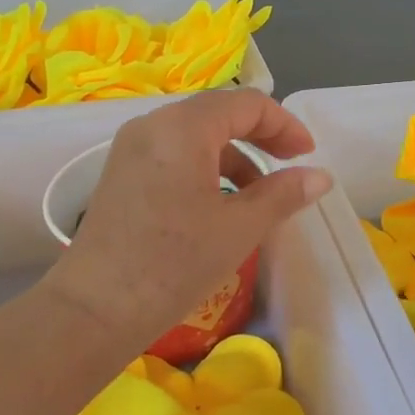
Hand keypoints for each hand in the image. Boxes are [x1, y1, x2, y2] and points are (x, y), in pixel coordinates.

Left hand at [42, 88, 333, 346]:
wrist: (93, 310)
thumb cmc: (173, 264)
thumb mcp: (238, 228)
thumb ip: (282, 194)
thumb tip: (320, 177)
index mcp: (183, 127)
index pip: (246, 104)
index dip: (284, 124)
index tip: (308, 155)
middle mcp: (153, 124)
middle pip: (218, 113)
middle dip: (259, 135)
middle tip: (290, 164)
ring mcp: (132, 147)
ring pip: (195, 134)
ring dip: (233, 155)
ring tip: (258, 194)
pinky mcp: (122, 172)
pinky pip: (173, 153)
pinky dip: (204, 167)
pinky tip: (219, 203)